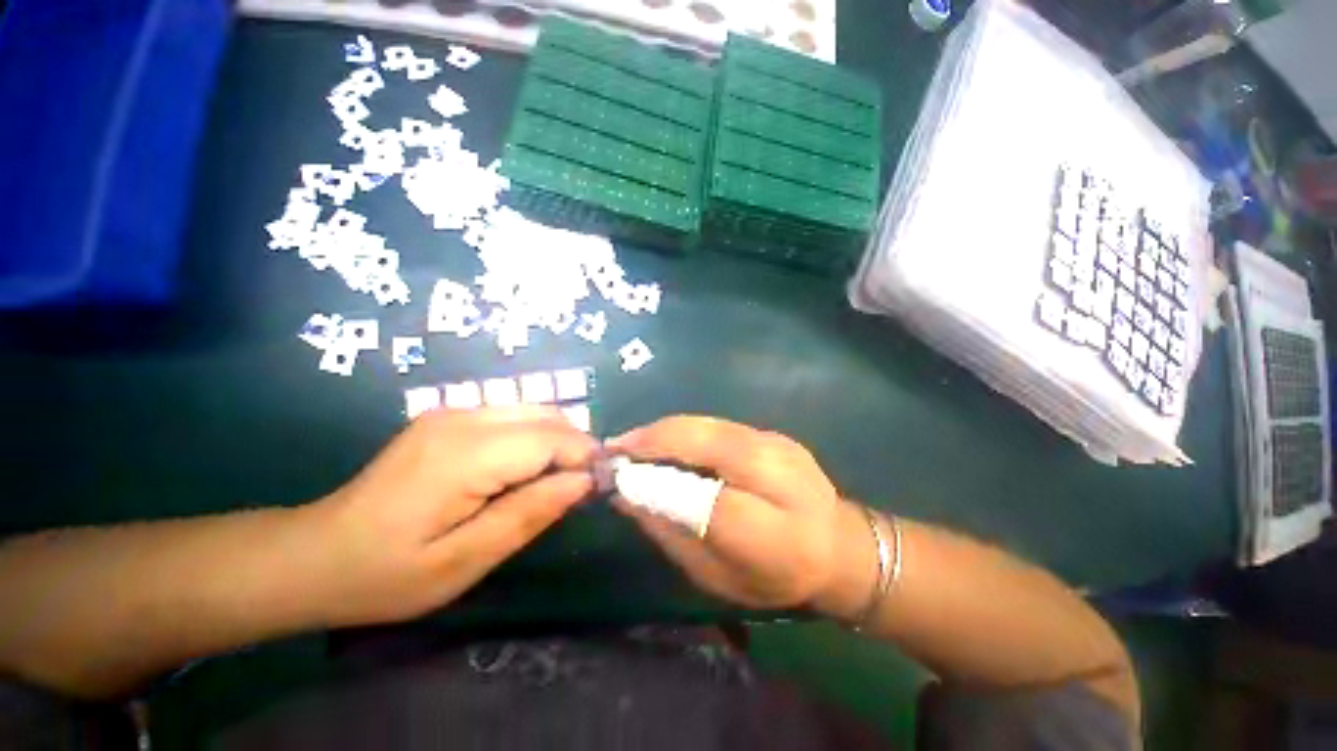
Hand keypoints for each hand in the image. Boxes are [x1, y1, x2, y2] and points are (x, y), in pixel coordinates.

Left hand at [307, 406, 597, 626]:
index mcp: (464, 454)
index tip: (601, 485)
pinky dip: (535, 437)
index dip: (584, 456)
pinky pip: (513, 416)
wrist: (314, 554)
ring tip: (558, 479)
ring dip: (558, 440)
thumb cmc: (386, 574)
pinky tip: (527, 469)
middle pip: (547, 415)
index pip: (550, 437)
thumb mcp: (464, 561)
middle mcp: (463, 418)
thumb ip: (529, 514)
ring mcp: (453, 411)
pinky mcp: (449, 417)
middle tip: (581, 487)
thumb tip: (583, 482)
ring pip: (534, 411)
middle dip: (576, 446)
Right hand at [609, 416, 858, 612]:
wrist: (840, 546)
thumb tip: (626, 495)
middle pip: (707, 441)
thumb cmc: (777, 577)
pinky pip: (717, 425)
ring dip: (665, 430)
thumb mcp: (718, 577)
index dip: (656, 481)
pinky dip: (684, 431)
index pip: (706, 498)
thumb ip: (672, 534)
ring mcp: (778, 444)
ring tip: (632, 443)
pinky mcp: (773, 433)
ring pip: (709, 425)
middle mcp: (778, 474)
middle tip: (615, 448)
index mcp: (774, 532)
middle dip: (654, 439)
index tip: (616, 475)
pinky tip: (665, 441)